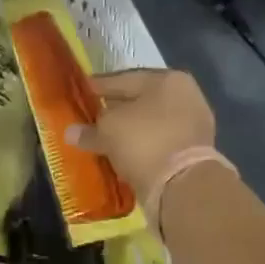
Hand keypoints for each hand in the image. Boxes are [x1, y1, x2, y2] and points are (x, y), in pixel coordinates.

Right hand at [66, 69, 214, 194]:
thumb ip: (89, 129)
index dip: (99, 86)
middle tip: (90, 117)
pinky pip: (158, 144)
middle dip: (115, 110)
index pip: (125, 79)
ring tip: (103, 139)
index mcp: (168, 80)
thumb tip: (71, 132)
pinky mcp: (193, 153)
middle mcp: (186, 97)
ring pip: (150, 124)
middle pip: (140, 101)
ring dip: (128, 132)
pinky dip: (140, 148)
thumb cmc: (144, 141)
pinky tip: (121, 155)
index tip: (81, 92)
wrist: (182, 185)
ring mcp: (193, 126)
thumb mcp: (108, 130)